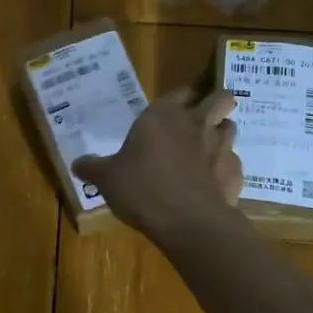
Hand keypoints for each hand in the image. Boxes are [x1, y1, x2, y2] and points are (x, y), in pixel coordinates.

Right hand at [74, 86, 242, 244]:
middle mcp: (196, 124)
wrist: (187, 222)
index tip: (176, 105)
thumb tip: (76, 164)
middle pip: (220, 98)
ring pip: (231, 127)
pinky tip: (211, 183)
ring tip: (206, 150)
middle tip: (201, 119)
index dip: (181, 96)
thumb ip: (92, 168)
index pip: (180, 91)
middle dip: (215, 103)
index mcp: (163, 116)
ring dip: (221, 134)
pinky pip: (233, 163)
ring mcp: (221, 147)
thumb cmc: (142, 189)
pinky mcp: (235, 173)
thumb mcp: (106, 179)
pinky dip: (224, 169)